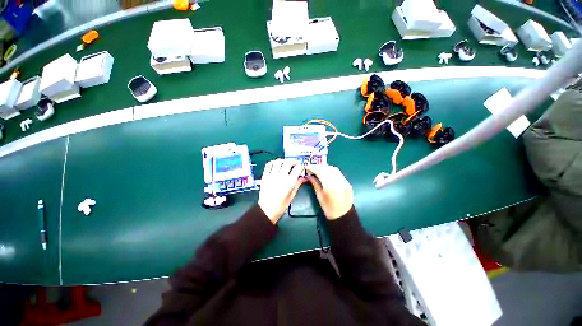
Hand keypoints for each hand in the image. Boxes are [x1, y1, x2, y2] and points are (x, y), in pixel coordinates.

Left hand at [258, 159, 304, 223]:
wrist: (267, 210)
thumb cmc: (280, 206)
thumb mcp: (292, 196)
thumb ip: (298, 185)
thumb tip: (303, 178)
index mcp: (289, 182)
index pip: (297, 168)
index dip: (300, 166)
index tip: (301, 167)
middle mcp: (281, 177)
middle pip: (288, 163)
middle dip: (293, 162)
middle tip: (295, 164)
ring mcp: (272, 175)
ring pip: (279, 161)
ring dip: (284, 160)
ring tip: (286, 163)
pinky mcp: (265, 176)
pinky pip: (269, 165)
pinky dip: (274, 162)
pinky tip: (277, 164)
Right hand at [305, 165, 353, 219]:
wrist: (343, 217)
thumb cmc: (328, 209)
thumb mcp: (319, 196)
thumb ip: (315, 183)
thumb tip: (309, 175)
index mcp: (330, 186)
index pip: (320, 171)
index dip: (313, 167)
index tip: (307, 167)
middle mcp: (339, 182)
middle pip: (327, 168)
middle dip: (318, 166)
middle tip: (311, 167)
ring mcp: (345, 182)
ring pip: (334, 169)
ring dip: (325, 167)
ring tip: (318, 169)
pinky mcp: (348, 183)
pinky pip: (339, 173)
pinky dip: (331, 171)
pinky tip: (326, 173)